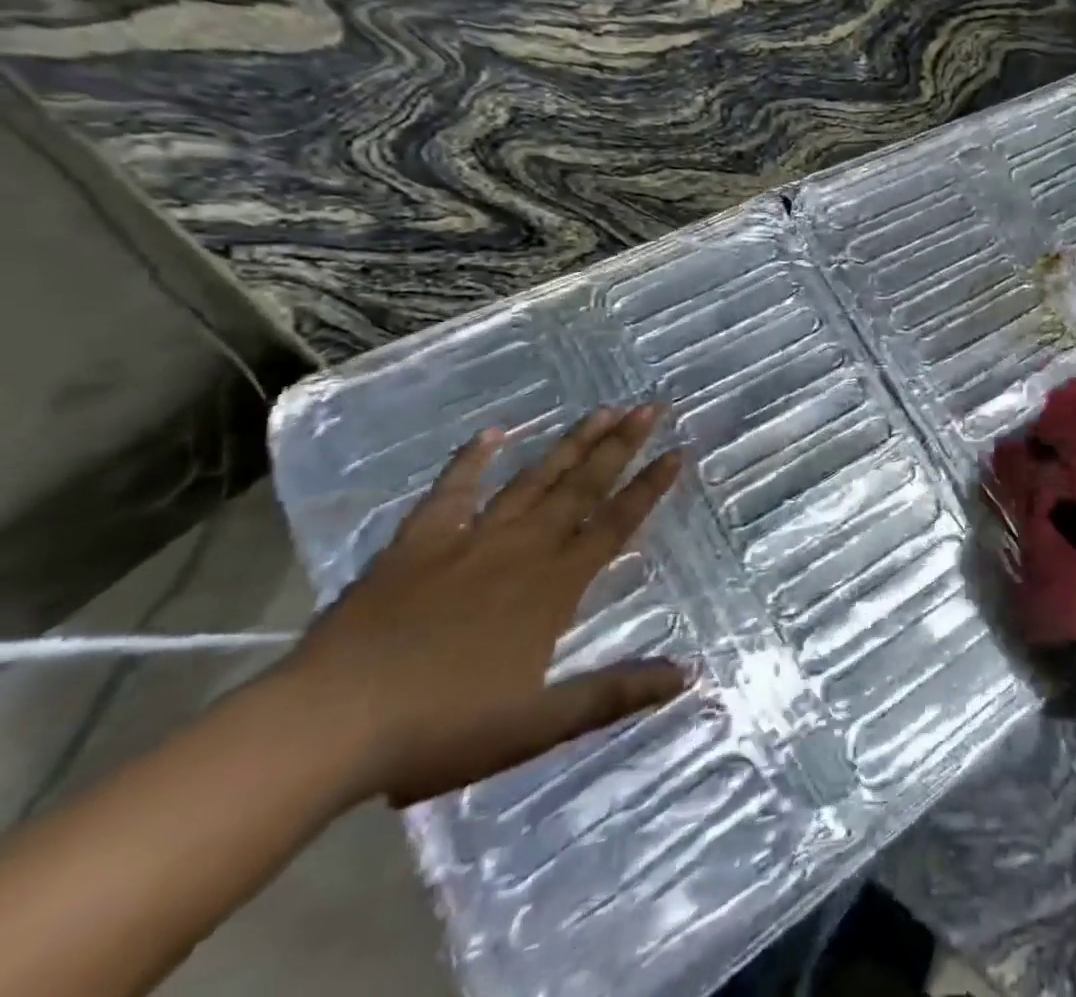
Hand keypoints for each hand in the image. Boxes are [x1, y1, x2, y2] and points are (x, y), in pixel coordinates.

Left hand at [280, 405, 689, 806]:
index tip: (677, 452)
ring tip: (600, 410)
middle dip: (620, 445)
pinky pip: (451, 493)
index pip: (615, 525)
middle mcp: (520, 550)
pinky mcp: (416, 545)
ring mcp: (468, 541)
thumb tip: (687, 674)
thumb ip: (614, 694)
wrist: (327, 726)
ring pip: (532, 481)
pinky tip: (491, 433)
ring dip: (569, 444)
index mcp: (552, 587)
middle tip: (648, 407)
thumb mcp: (537, 725)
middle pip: (581, 488)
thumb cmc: (440, 728)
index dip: (649, 488)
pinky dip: (471, 461)